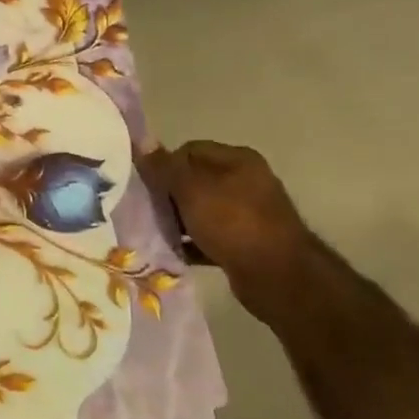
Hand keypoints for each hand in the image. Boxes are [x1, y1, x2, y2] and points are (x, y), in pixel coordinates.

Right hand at [136, 141, 313, 317]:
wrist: (277, 276)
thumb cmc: (232, 223)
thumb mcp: (191, 189)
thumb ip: (164, 166)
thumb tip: (141, 141)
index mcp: (238, 160)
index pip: (190, 150)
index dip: (166, 165)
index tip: (147, 187)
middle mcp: (246, 181)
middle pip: (195, 180)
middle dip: (170, 195)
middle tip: (149, 212)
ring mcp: (249, 214)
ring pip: (201, 210)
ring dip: (179, 221)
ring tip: (158, 234)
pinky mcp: (246, 243)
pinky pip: (210, 237)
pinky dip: (193, 243)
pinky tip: (175, 253)